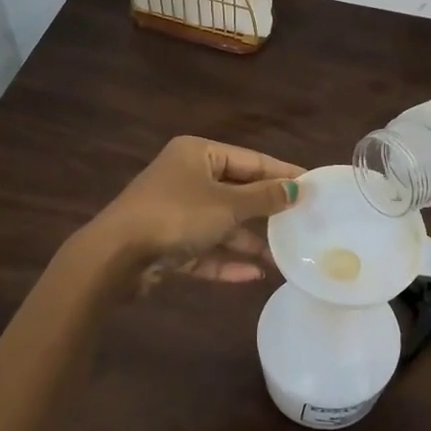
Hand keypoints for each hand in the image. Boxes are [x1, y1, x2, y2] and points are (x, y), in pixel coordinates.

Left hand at [83, 135, 302, 286]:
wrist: (117, 256)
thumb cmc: (177, 216)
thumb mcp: (228, 205)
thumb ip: (265, 198)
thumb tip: (298, 189)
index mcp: (198, 154)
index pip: (250, 160)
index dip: (282, 174)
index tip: (313, 188)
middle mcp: (186, 178)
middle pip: (237, 192)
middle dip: (267, 212)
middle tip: (303, 223)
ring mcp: (175, 212)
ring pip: (221, 224)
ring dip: (249, 242)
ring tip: (284, 258)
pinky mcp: (167, 243)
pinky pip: (204, 249)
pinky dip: (226, 260)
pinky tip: (254, 276)